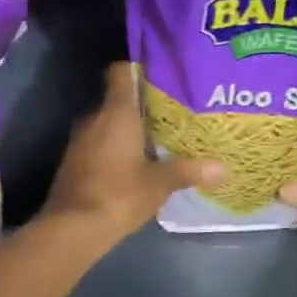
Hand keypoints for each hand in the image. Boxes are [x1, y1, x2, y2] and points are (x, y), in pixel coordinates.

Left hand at [42, 63, 223, 245]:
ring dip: (128, 129)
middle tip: (172, 112)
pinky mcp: (73, 161)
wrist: (72, 227)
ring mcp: (79, 140)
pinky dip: (114, 148)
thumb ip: (189, 171)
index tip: (160, 75)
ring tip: (158, 138)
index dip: (139, 68)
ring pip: (108, 123)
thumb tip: (223, 168)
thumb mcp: (160, 184)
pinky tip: (135, 163)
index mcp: (116, 112)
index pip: (122, 72)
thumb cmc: (119, 194)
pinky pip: (98, 143)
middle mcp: (94, 118)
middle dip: (142, 105)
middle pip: (118, 99)